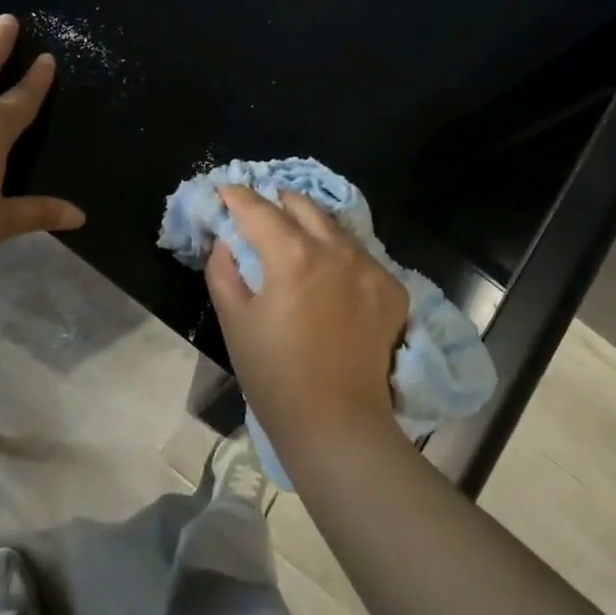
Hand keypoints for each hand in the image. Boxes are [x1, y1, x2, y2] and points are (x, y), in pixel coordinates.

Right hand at [205, 184, 408, 465]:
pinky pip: (360, 255)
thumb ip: (223, 271)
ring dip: (310, 225)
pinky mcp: (392, 289)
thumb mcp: (234, 321)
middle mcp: (336, 249)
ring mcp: (370, 267)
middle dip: (277, 201)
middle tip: (259, 211)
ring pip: (335, 227)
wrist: (337, 424)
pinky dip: (339, 254)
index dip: (237, 195)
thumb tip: (225, 241)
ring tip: (294, 237)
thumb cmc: (274, 375)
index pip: (259, 209)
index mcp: (293, 255)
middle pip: (303, 205)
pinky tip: (329, 274)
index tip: (224, 190)